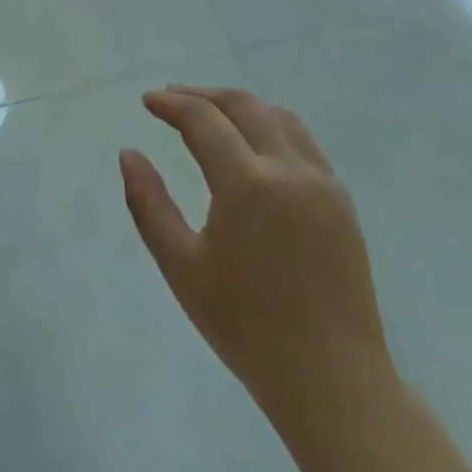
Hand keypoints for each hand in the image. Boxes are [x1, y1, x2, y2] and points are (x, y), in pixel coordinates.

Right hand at [120, 86, 392, 425]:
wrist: (330, 376)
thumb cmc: (243, 324)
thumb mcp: (179, 265)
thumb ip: (148, 203)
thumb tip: (129, 154)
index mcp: (248, 185)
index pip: (204, 120)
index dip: (171, 104)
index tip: (147, 101)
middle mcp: (291, 171)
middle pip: (244, 106)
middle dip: (203, 95)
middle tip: (170, 98)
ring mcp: (324, 185)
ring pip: (280, 118)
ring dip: (240, 106)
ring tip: (208, 113)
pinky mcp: (342, 203)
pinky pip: (303, 143)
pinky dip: (270, 127)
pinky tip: (252, 145)